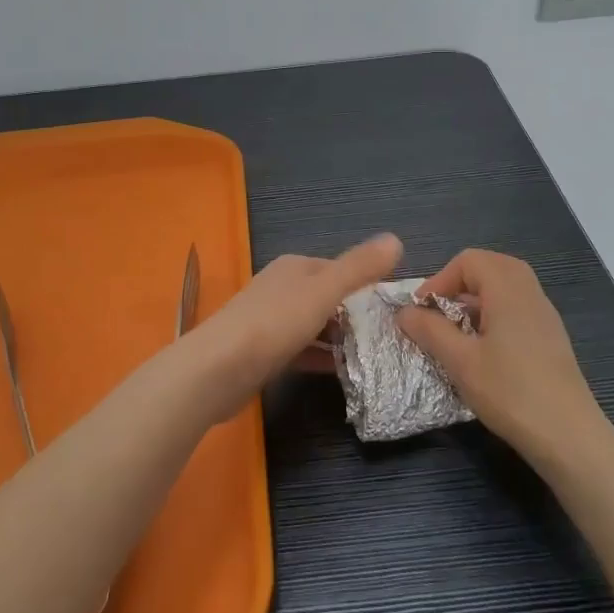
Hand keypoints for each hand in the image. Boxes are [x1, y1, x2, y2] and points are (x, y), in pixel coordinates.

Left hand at [185, 234, 402, 417]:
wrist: (217, 370)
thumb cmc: (274, 324)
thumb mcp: (323, 291)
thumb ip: (359, 268)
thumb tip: (396, 238)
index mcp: (295, 268)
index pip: (340, 270)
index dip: (368, 285)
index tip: (396, 310)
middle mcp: (281, 288)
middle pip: (328, 298)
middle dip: (356, 315)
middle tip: (391, 338)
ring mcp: (270, 321)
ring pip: (315, 326)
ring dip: (340, 339)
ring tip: (375, 357)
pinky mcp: (263, 353)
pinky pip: (301, 351)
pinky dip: (321, 358)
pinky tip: (343, 373)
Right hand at [398, 249, 606, 472]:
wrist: (569, 437)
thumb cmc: (510, 392)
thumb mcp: (460, 361)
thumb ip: (429, 330)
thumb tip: (404, 312)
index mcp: (508, 290)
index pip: (468, 260)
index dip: (439, 279)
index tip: (423, 311)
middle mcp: (530, 293)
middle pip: (490, 266)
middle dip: (459, 284)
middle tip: (440, 313)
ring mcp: (545, 315)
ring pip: (506, 286)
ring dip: (476, 299)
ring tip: (458, 331)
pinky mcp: (551, 338)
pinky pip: (518, 307)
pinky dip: (495, 313)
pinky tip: (484, 349)